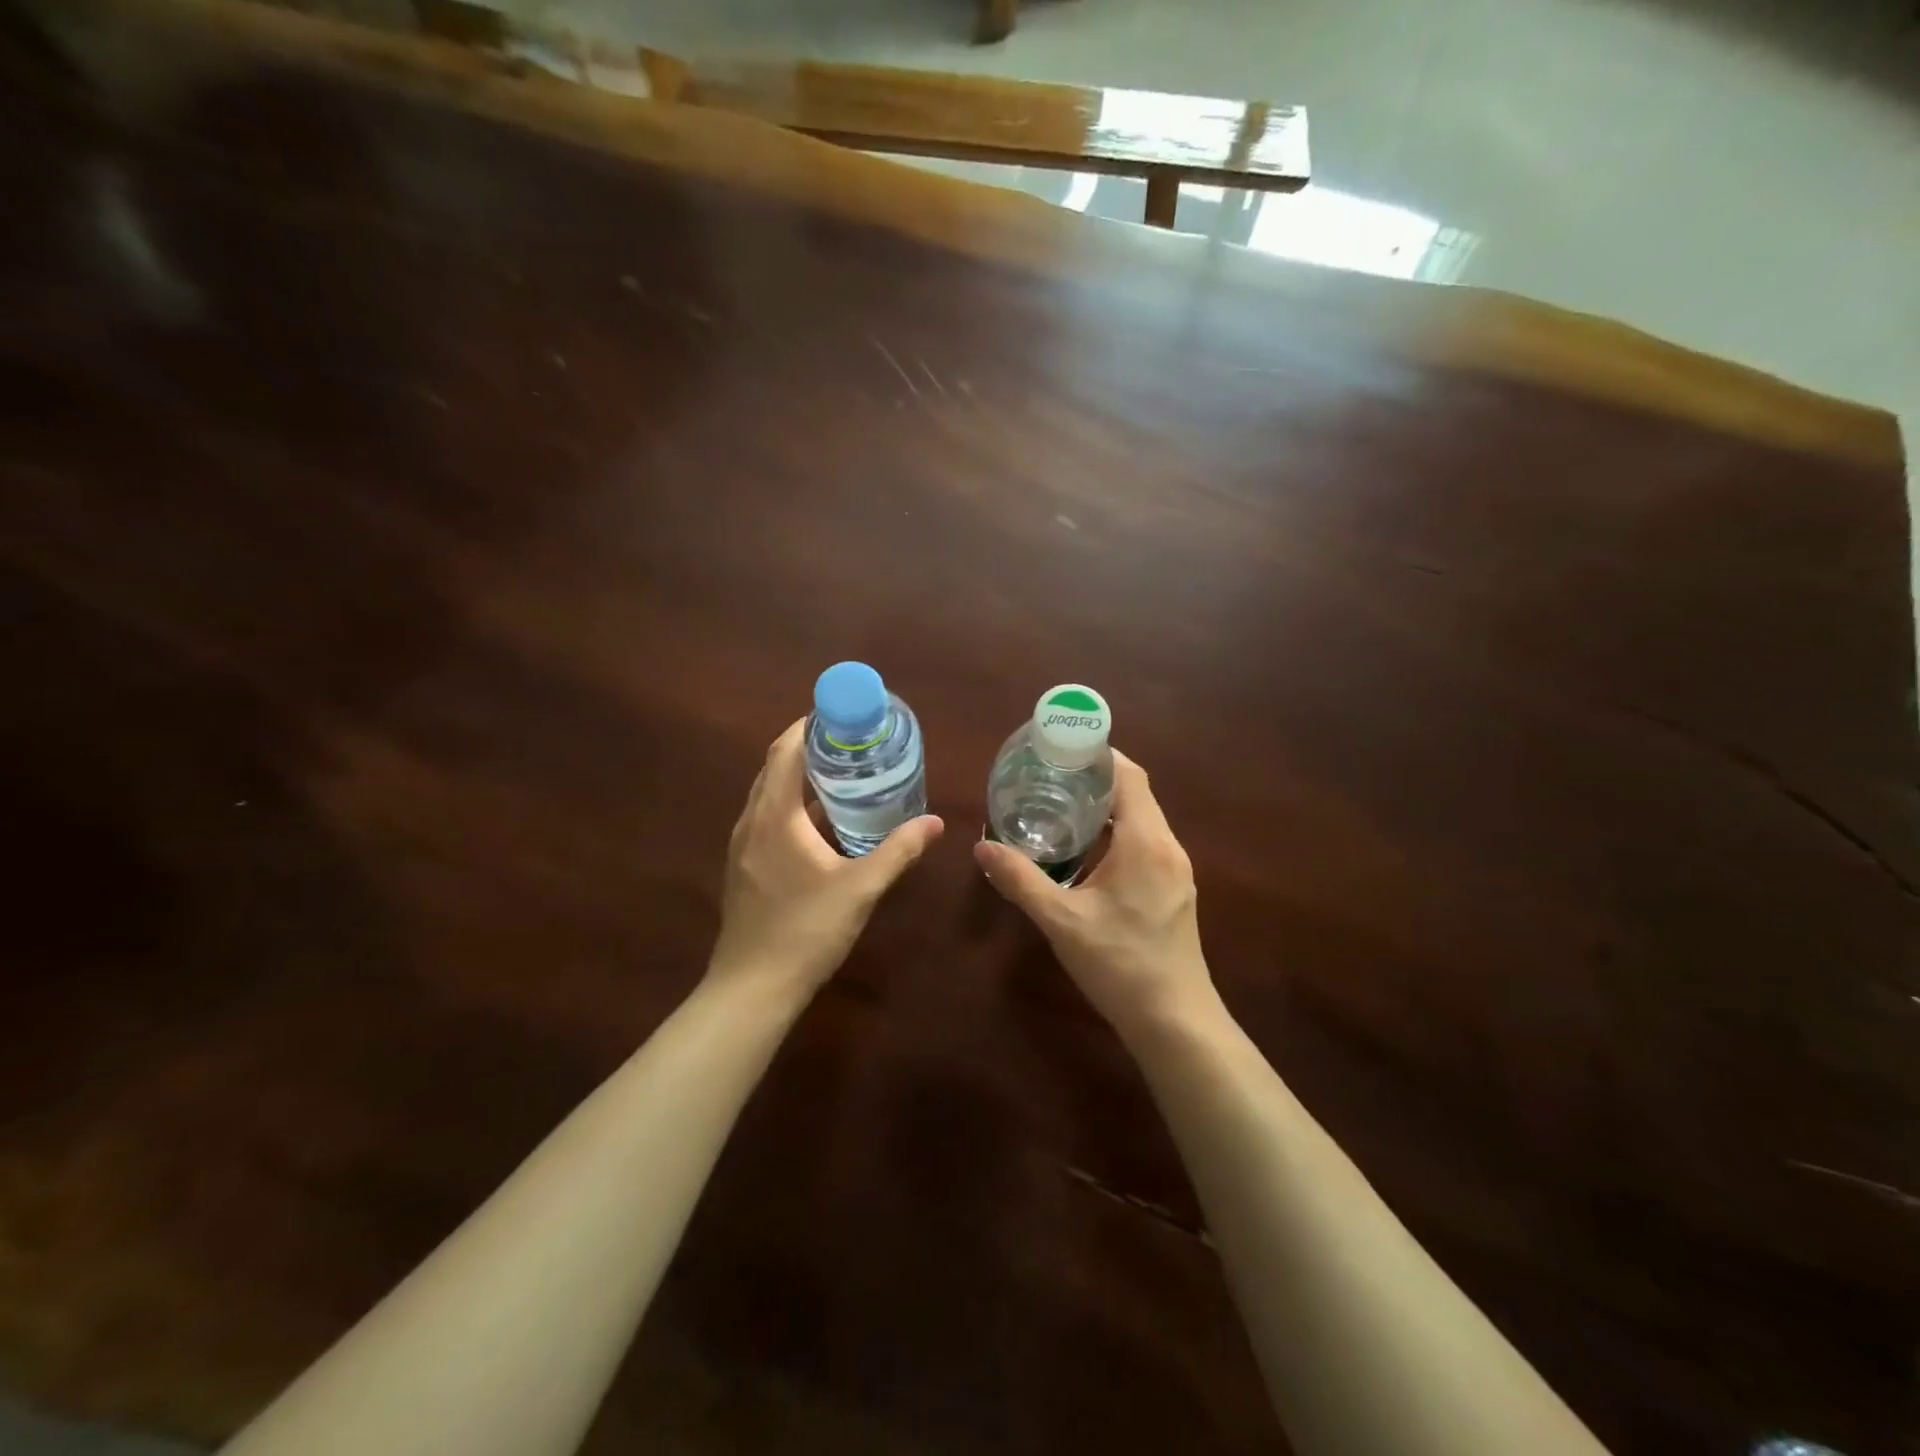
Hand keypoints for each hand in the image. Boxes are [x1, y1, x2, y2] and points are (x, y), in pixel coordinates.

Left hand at [709, 718, 943, 994]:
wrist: (752, 987)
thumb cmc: (805, 931)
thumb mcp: (860, 888)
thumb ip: (897, 851)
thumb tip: (934, 823)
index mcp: (775, 816)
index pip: (785, 752)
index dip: (808, 727)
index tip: (840, 716)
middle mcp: (751, 822)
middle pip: (775, 768)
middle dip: (809, 750)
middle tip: (851, 744)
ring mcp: (742, 845)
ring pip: (770, 795)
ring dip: (800, 779)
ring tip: (842, 777)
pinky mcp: (743, 866)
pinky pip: (767, 819)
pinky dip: (792, 807)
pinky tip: (823, 825)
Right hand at [974, 750, 1213, 1037]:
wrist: (1175, 1021)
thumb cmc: (1119, 964)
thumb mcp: (1061, 920)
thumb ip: (1021, 879)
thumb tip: (982, 847)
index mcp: (1146, 842)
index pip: (1129, 776)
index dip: (1099, 755)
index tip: (1062, 749)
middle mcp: (1167, 847)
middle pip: (1136, 794)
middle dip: (1096, 779)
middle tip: (1050, 776)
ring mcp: (1176, 870)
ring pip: (1142, 820)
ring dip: (1106, 809)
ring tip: (1062, 807)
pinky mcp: (1175, 890)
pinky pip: (1146, 843)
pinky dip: (1117, 834)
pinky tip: (1086, 851)